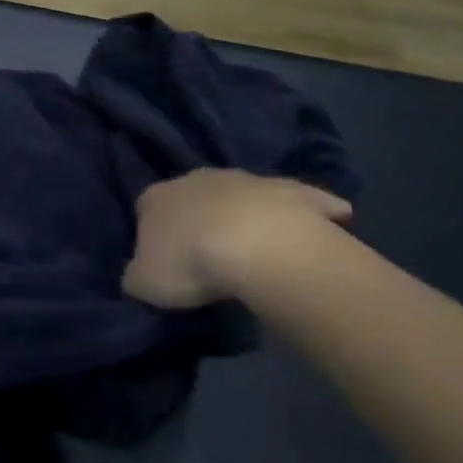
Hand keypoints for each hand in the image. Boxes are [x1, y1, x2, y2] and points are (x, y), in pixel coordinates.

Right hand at [125, 169, 351, 309]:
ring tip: (257, 249)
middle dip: (199, 218)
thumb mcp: (145, 284)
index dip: (155, 235)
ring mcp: (246, 180)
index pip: (146, 210)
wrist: (260, 248)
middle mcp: (195, 178)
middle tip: (209, 255)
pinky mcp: (293, 190)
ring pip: (242, 193)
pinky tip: (325, 225)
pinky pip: (303, 199)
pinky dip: (314, 208)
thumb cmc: (192, 263)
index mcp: (155, 197)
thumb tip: (140, 275)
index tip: (166, 261)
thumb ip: (137, 276)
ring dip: (246, 213)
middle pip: (193, 196)